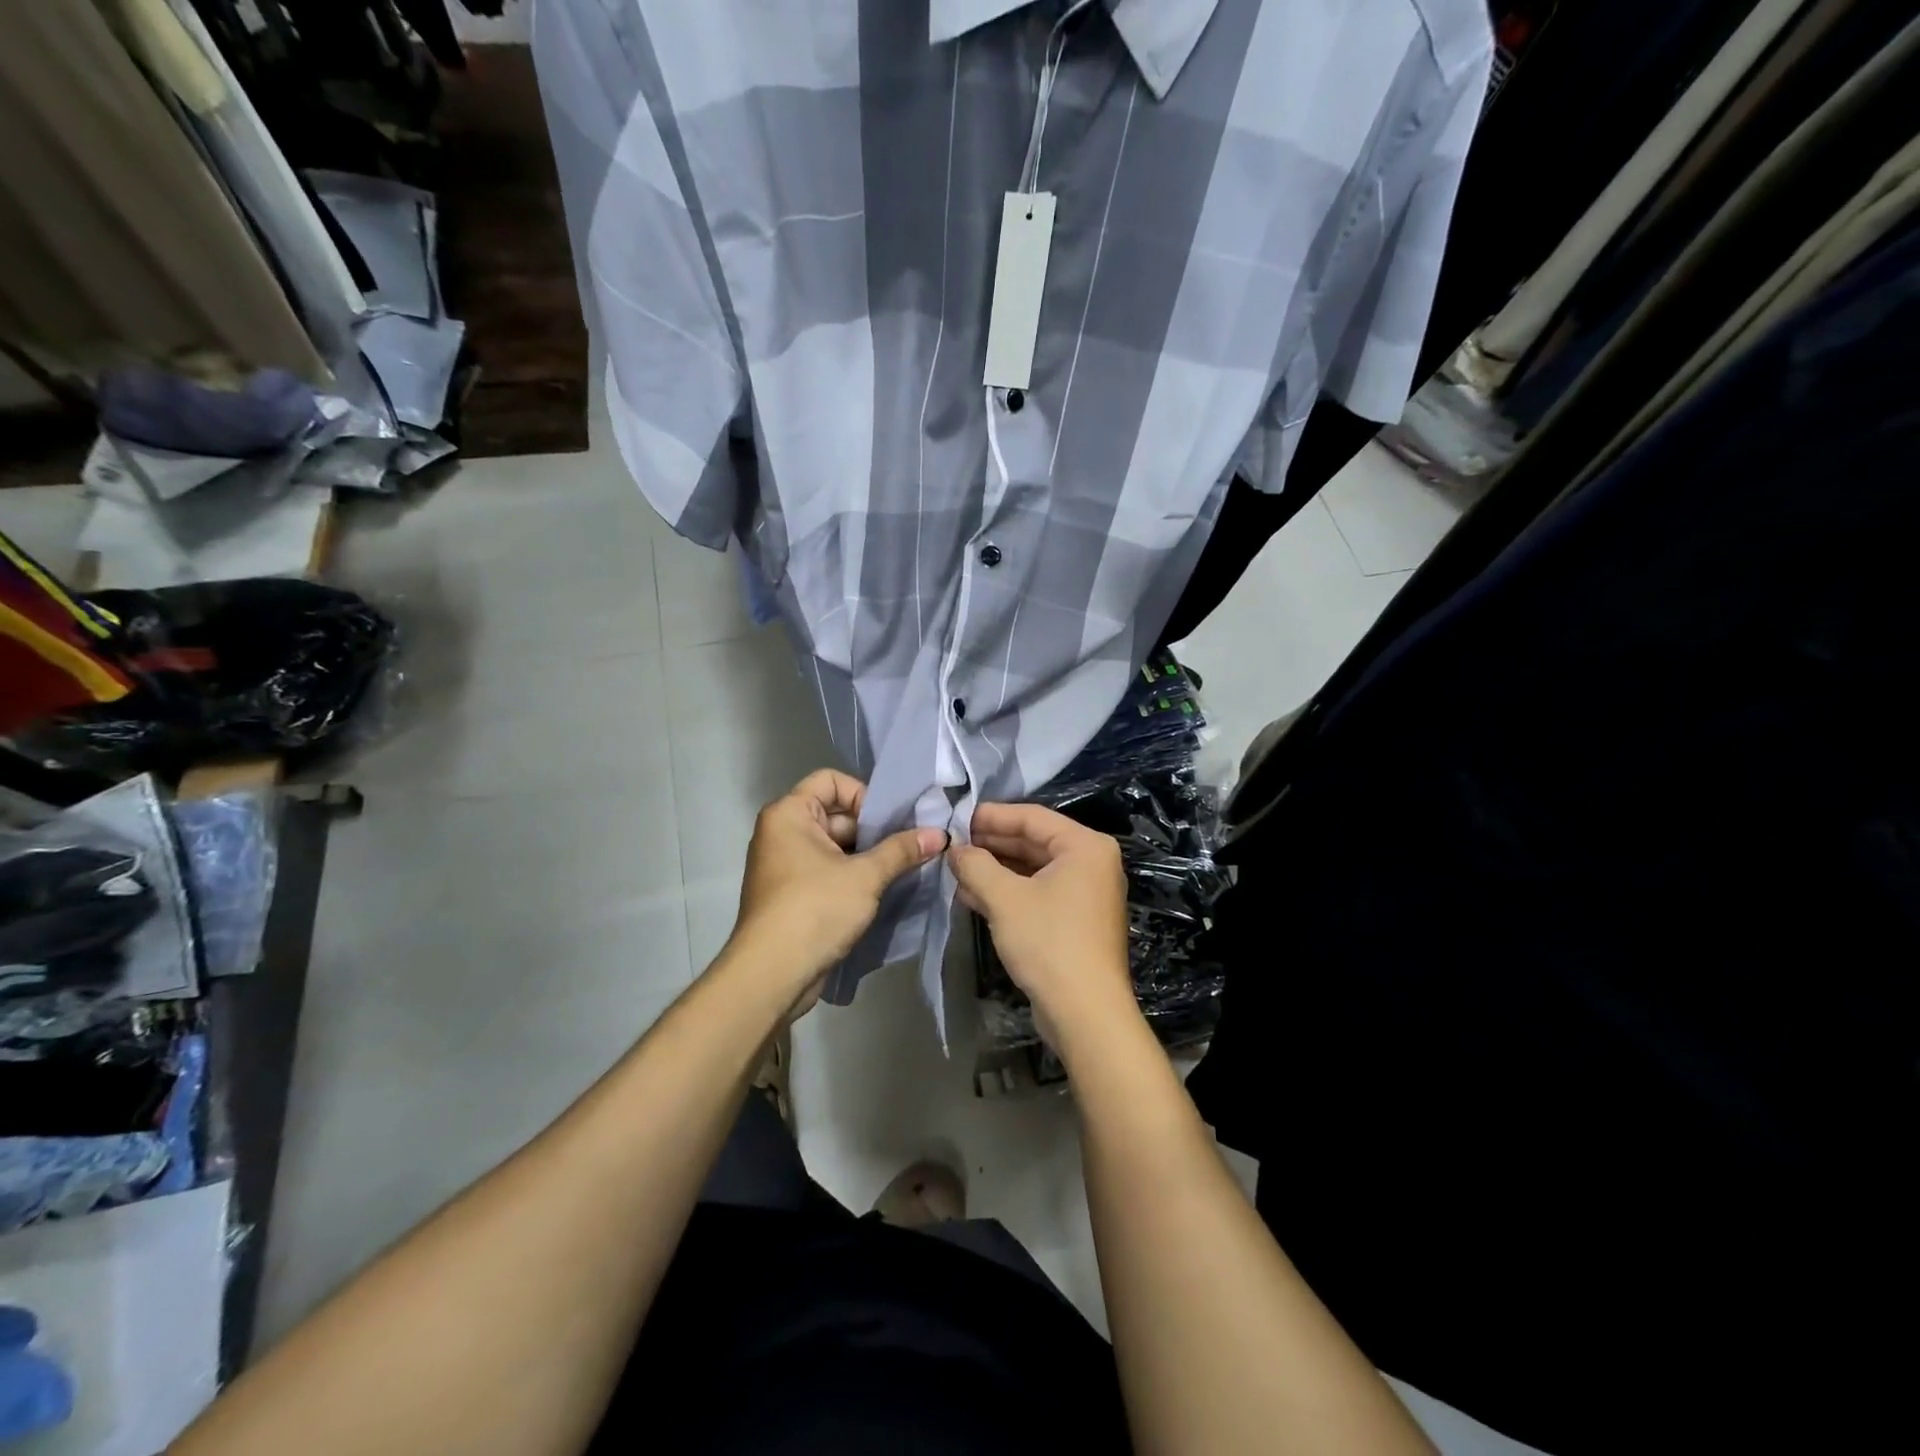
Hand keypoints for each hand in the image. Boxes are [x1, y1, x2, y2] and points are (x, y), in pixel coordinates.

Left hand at [727, 769, 945, 1010]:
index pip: (832, 780)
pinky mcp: (792, 893)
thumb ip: (902, 850)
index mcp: (789, 814)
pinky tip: (883, 890)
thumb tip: (940, 834)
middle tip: (910, 846)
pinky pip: (828, 870)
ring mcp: (785, 864)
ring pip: (836, 846)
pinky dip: (853, 876)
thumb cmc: (815, 909)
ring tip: (903, 868)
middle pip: (836, 814)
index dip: (864, 795)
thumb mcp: (865, 876)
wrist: (772, 974)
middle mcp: (782, 832)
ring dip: (868, 855)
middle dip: (874, 829)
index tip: (889, 823)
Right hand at [948, 802, 1138, 1058]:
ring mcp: (1086, 893)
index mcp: (1085, 846)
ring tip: (956, 870)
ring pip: (1033, 870)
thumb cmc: (1048, 942)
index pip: (1032, 817)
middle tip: (953, 844)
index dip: (992, 816)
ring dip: (995, 871)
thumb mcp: (1004, 898)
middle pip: (1034, 842)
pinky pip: (1038, 893)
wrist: (1085, 1012)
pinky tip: (973, 896)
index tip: (957, 817)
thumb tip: (955, 849)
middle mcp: (1091, 863)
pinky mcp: (1077, 921)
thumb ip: (975, 865)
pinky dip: (1009, 893)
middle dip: (991, 845)